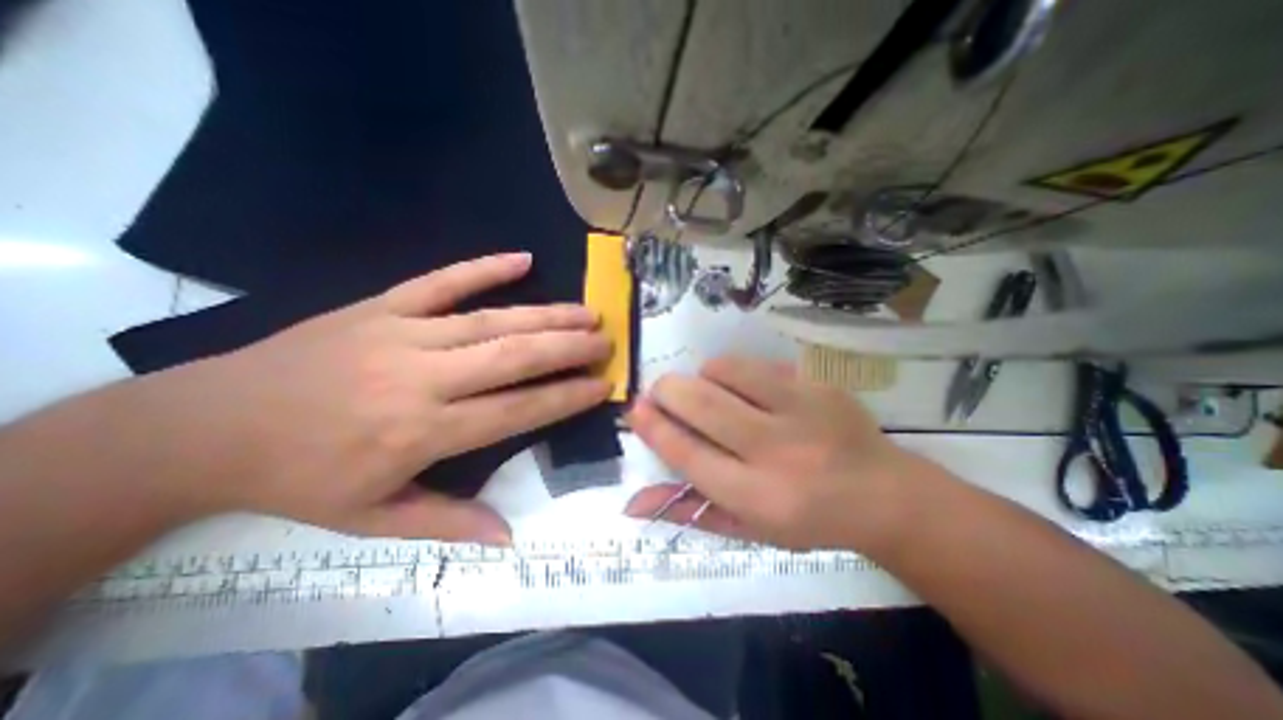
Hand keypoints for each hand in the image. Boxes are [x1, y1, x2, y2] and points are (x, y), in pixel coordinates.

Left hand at [139, 253, 614, 540]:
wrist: (205, 426)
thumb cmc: (300, 478)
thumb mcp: (372, 519)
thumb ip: (448, 523)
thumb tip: (509, 537)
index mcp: (424, 431)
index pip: (517, 410)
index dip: (566, 397)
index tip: (601, 385)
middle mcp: (424, 378)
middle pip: (514, 357)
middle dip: (568, 349)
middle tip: (606, 343)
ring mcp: (403, 334)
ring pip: (492, 320)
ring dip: (547, 315)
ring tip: (586, 312)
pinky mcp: (381, 305)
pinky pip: (441, 281)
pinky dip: (484, 267)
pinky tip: (522, 258)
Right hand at [621, 355, 933, 550]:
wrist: (885, 495)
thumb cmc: (808, 520)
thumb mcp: (747, 529)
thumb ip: (689, 511)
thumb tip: (632, 503)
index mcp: (759, 497)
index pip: (689, 454)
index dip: (654, 428)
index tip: (635, 409)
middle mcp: (778, 451)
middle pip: (703, 404)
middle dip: (667, 390)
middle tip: (659, 391)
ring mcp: (802, 410)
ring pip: (725, 372)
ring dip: (702, 377)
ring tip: (707, 392)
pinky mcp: (817, 384)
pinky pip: (755, 364)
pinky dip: (734, 372)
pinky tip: (744, 389)